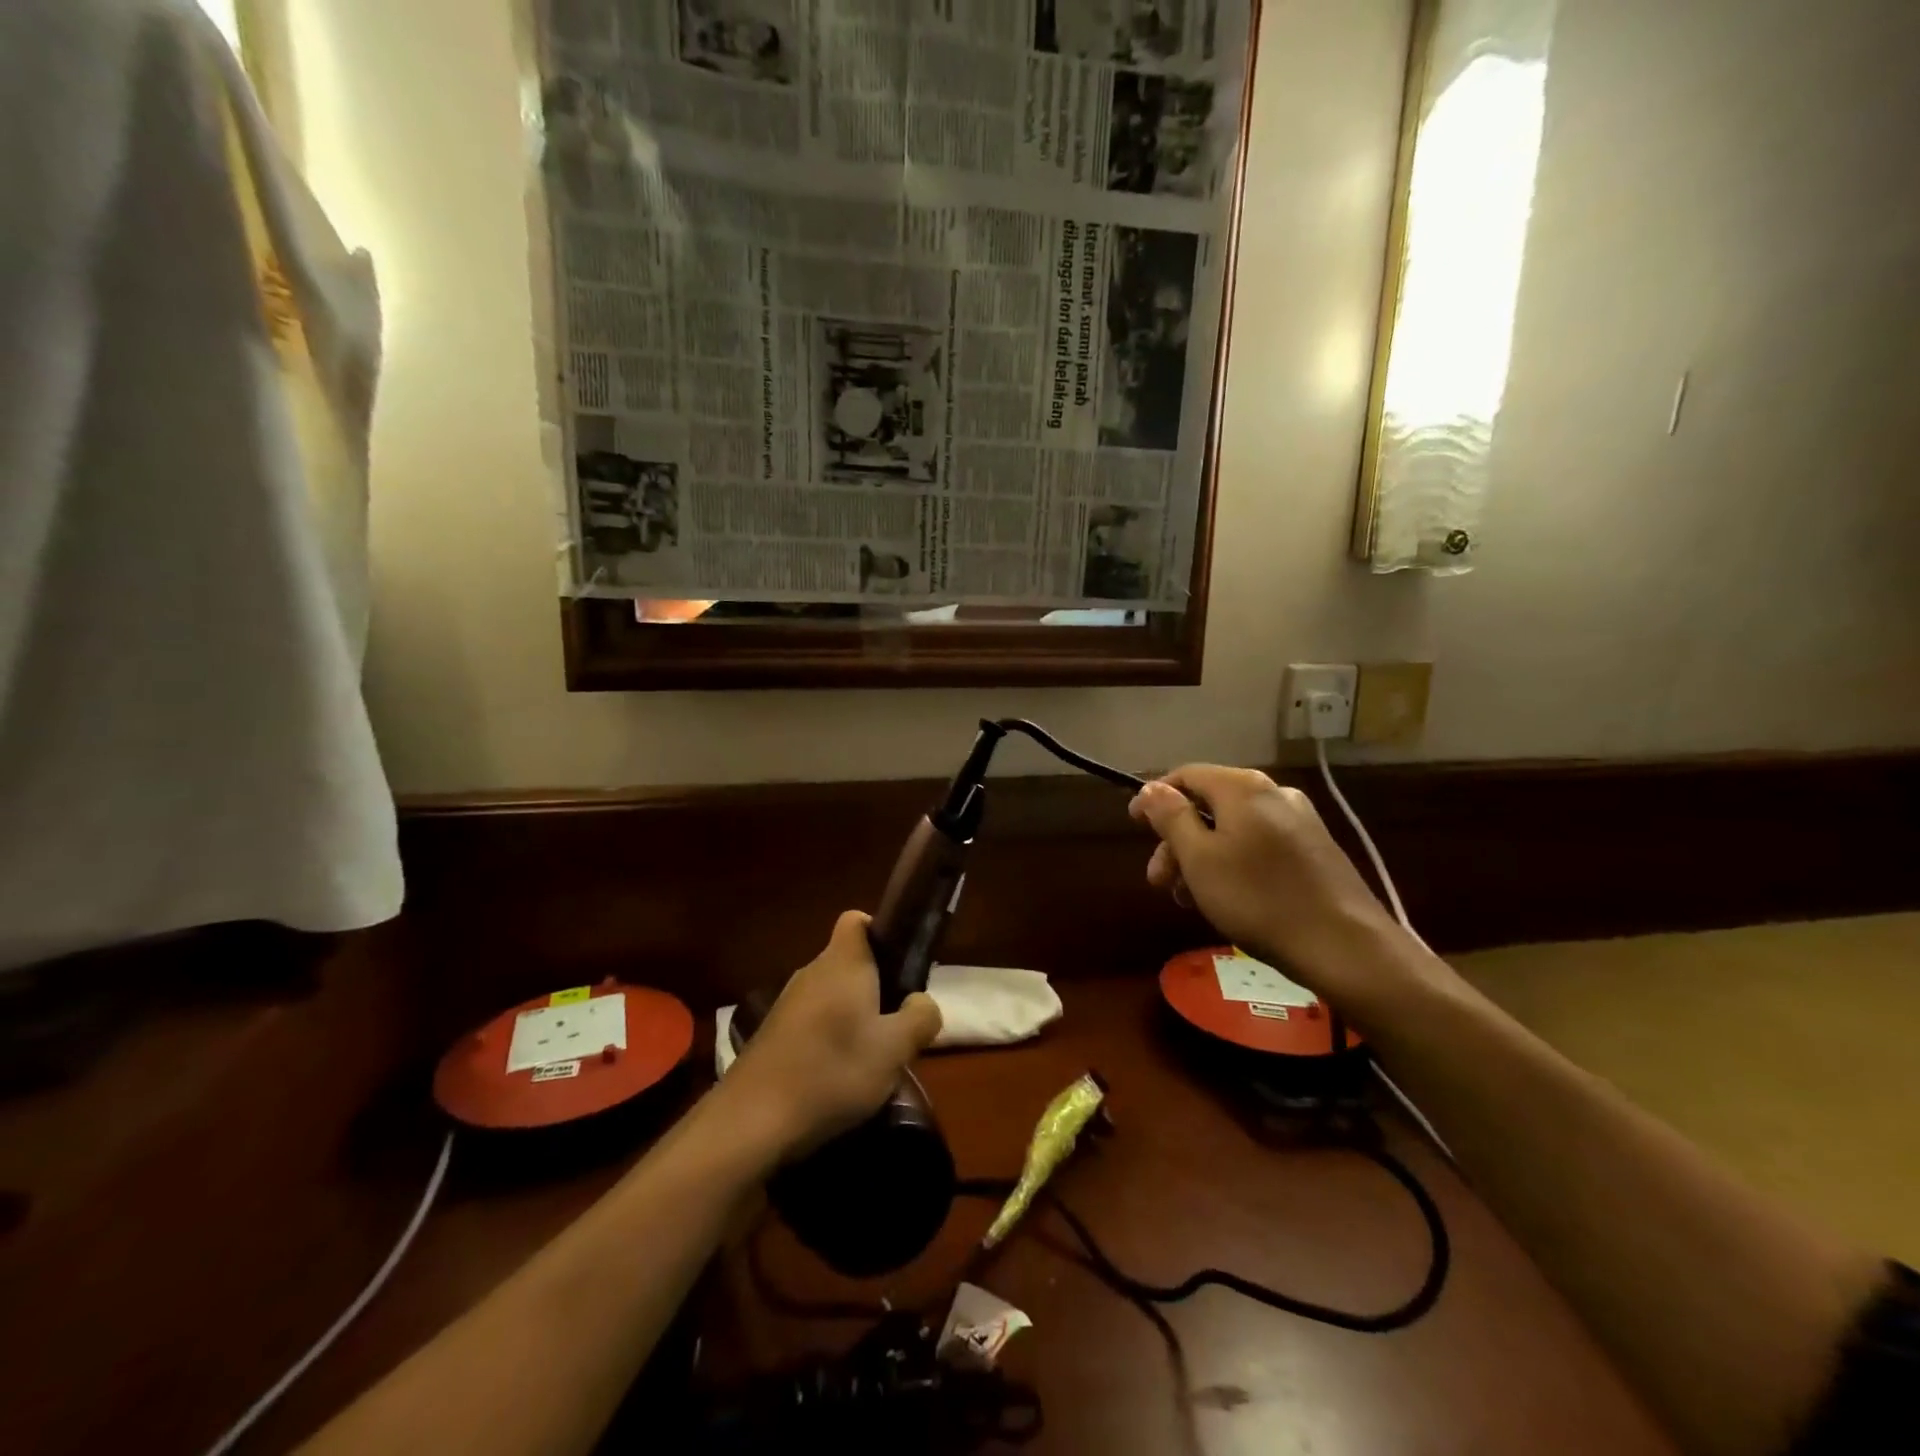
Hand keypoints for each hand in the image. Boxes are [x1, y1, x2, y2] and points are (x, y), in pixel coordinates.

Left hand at [722, 911, 942, 1158]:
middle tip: (898, 1025)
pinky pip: (812, 1023)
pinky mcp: (772, 1035)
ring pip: (832, 996)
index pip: (857, 920)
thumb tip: (921, 1002)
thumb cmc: (833, 1071)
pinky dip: (829, 1040)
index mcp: (843, 962)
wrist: (751, 1121)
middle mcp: (812, 972)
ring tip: (872, 1059)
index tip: (901, 966)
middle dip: (876, 987)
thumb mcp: (895, 1049)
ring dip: (854, 1018)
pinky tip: (837, 1078)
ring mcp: (787, 1004)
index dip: (881, 933)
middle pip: (850, 963)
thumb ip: (920, 1017)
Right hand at [1129, 765, 1403, 1000]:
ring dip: (1201, 856)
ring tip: (1188, 898)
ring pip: (1232, 828)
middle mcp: (1273, 792)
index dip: (1155, 797)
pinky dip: (1232, 863)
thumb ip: (1172, 818)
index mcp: (1243, 787)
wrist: (1345, 946)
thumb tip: (1152, 787)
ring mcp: (1299, 821)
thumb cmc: (1258, 899)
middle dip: (1177, 839)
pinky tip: (1225, 898)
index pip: (1185, 775)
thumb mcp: (1200, 859)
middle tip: (1159, 881)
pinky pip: (1258, 844)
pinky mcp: (1314, 849)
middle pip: (1209, 804)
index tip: (1134, 826)